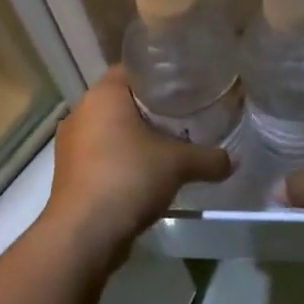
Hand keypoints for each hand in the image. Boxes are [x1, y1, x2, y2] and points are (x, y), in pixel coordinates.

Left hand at [42, 67, 231, 262]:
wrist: (84, 234)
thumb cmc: (128, 178)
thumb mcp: (178, 164)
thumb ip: (209, 158)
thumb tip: (233, 160)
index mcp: (103, 95)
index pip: (132, 69)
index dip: (160, 74)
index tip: (184, 84)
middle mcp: (81, 112)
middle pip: (122, 100)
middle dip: (152, 107)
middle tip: (185, 114)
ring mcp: (71, 144)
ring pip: (111, 130)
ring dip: (136, 137)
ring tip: (170, 144)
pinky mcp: (69, 173)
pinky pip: (102, 155)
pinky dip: (123, 159)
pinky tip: (147, 173)